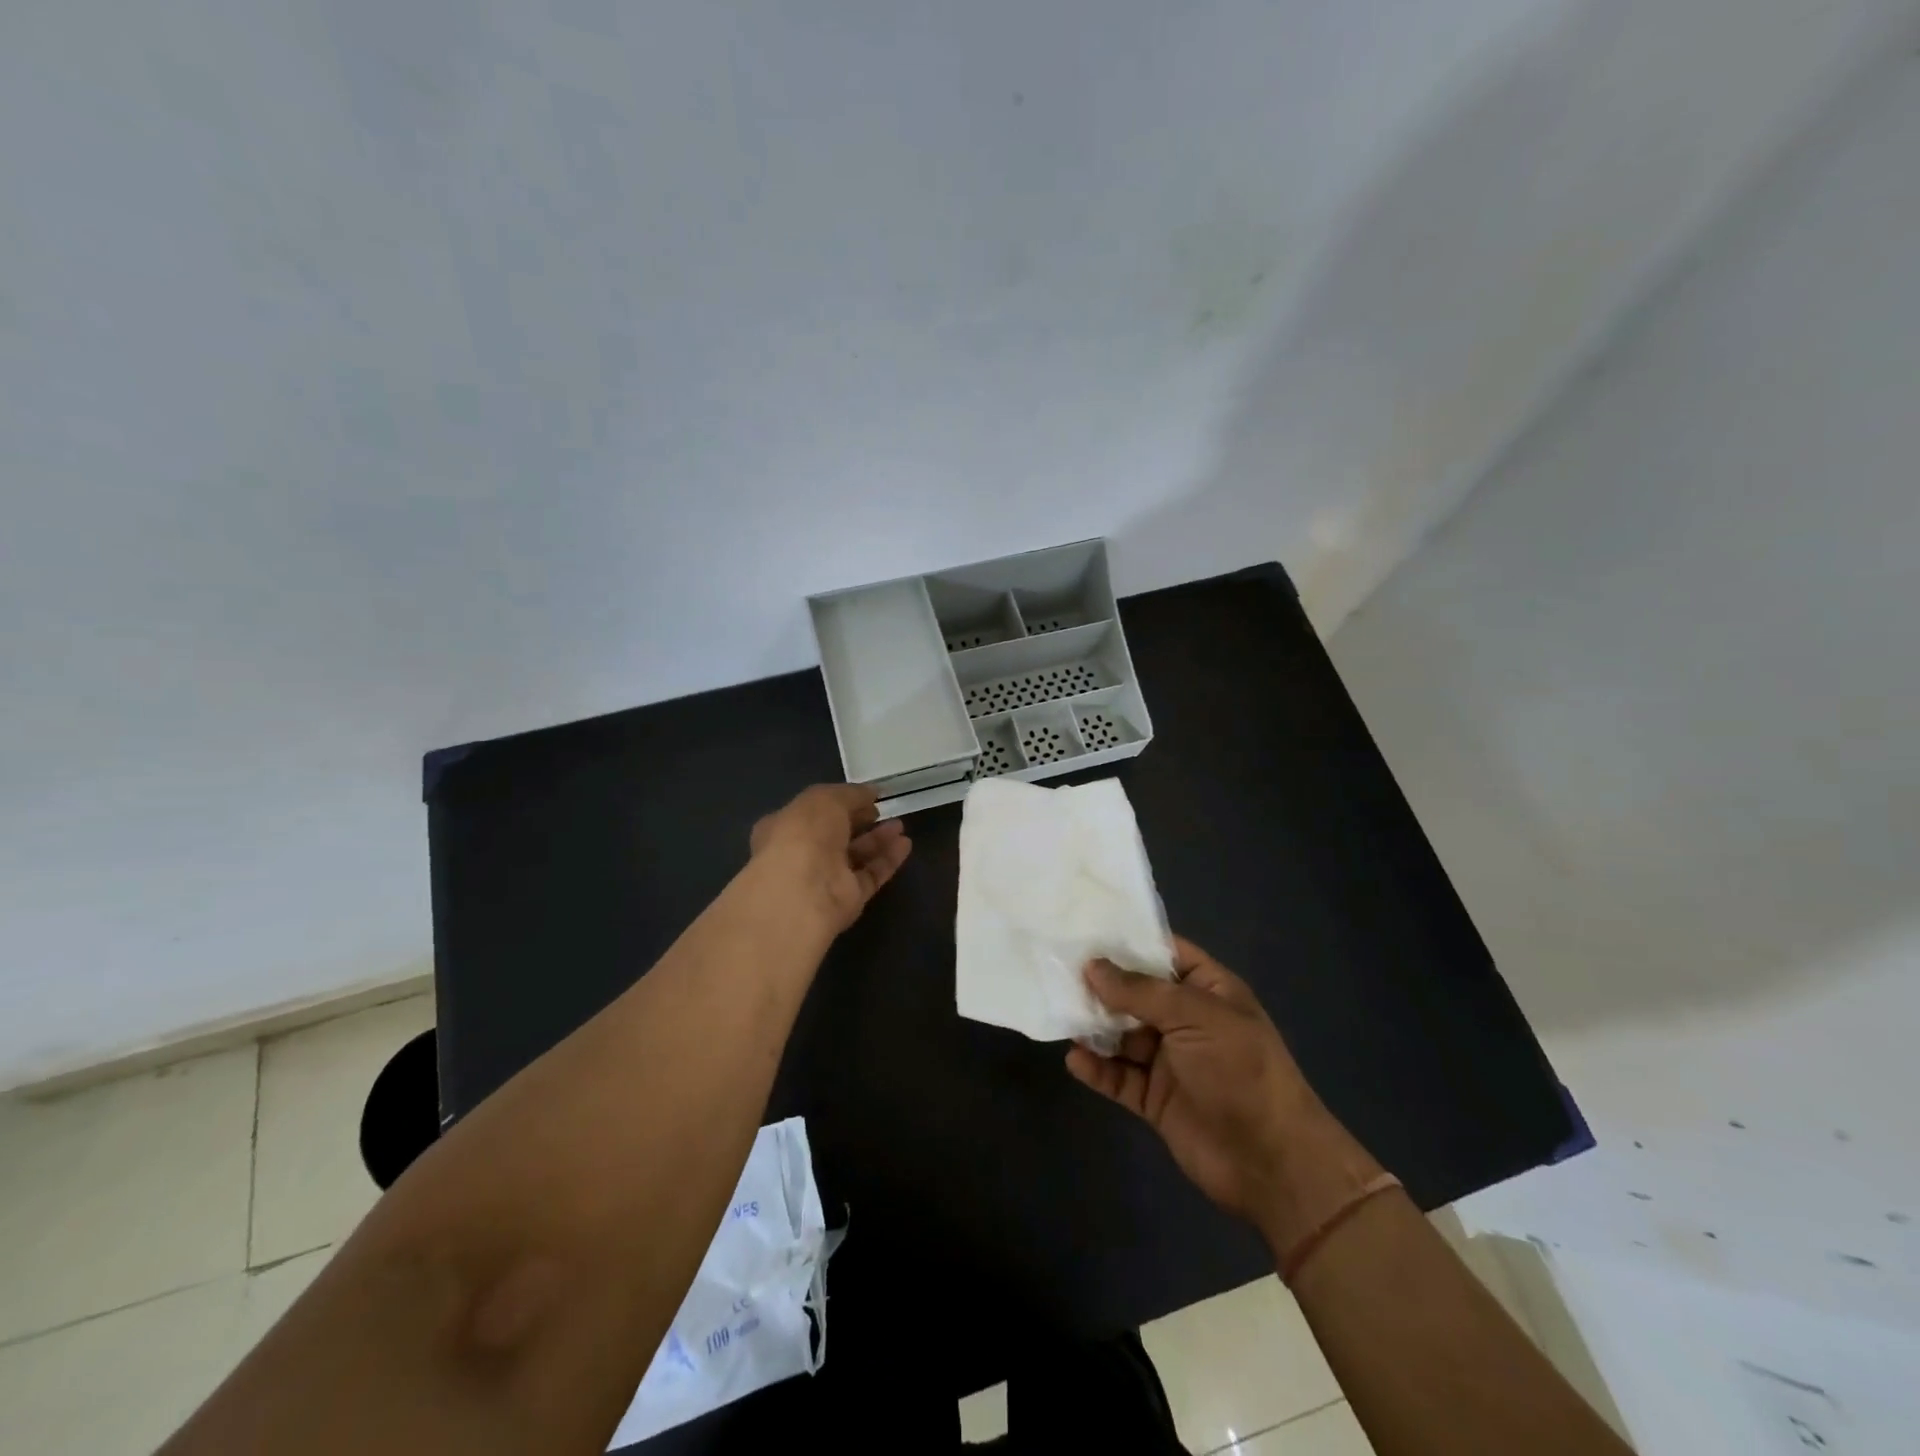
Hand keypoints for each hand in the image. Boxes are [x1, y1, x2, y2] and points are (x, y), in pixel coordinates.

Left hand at [748, 784, 911, 934]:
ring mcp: (824, 878)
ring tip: (900, 825)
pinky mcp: (847, 899)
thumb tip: (871, 793)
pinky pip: (870, 876)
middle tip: (881, 811)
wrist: (805, 891)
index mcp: (784, 827)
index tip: (863, 796)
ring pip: (855, 856)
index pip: (812, 813)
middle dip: (860, 821)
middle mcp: (801, 854)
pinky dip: (887, 860)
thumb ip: (851, 794)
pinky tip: (905, 844)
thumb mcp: (825, 798)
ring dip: (878, 840)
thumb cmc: (805, 835)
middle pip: (836, 835)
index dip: (838, 802)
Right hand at [1065, 936, 1383, 1251]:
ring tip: (1060, 1013)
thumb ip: (1140, 991)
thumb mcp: (1194, 1016)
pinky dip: (1098, 1068)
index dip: (1129, 941)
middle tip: (1057, 970)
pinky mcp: (1156, 1099)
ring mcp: (1170, 1061)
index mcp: (1207, 990)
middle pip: (1136, 994)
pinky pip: (1120, 1077)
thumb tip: (1092, 966)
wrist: (1271, 1162)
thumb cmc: (1239, 1070)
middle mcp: (1187, 1020)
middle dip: (1102, 984)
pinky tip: (1075, 1059)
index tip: (1085, 928)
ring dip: (1095, 1027)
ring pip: (1123, 1035)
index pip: (1165, 953)